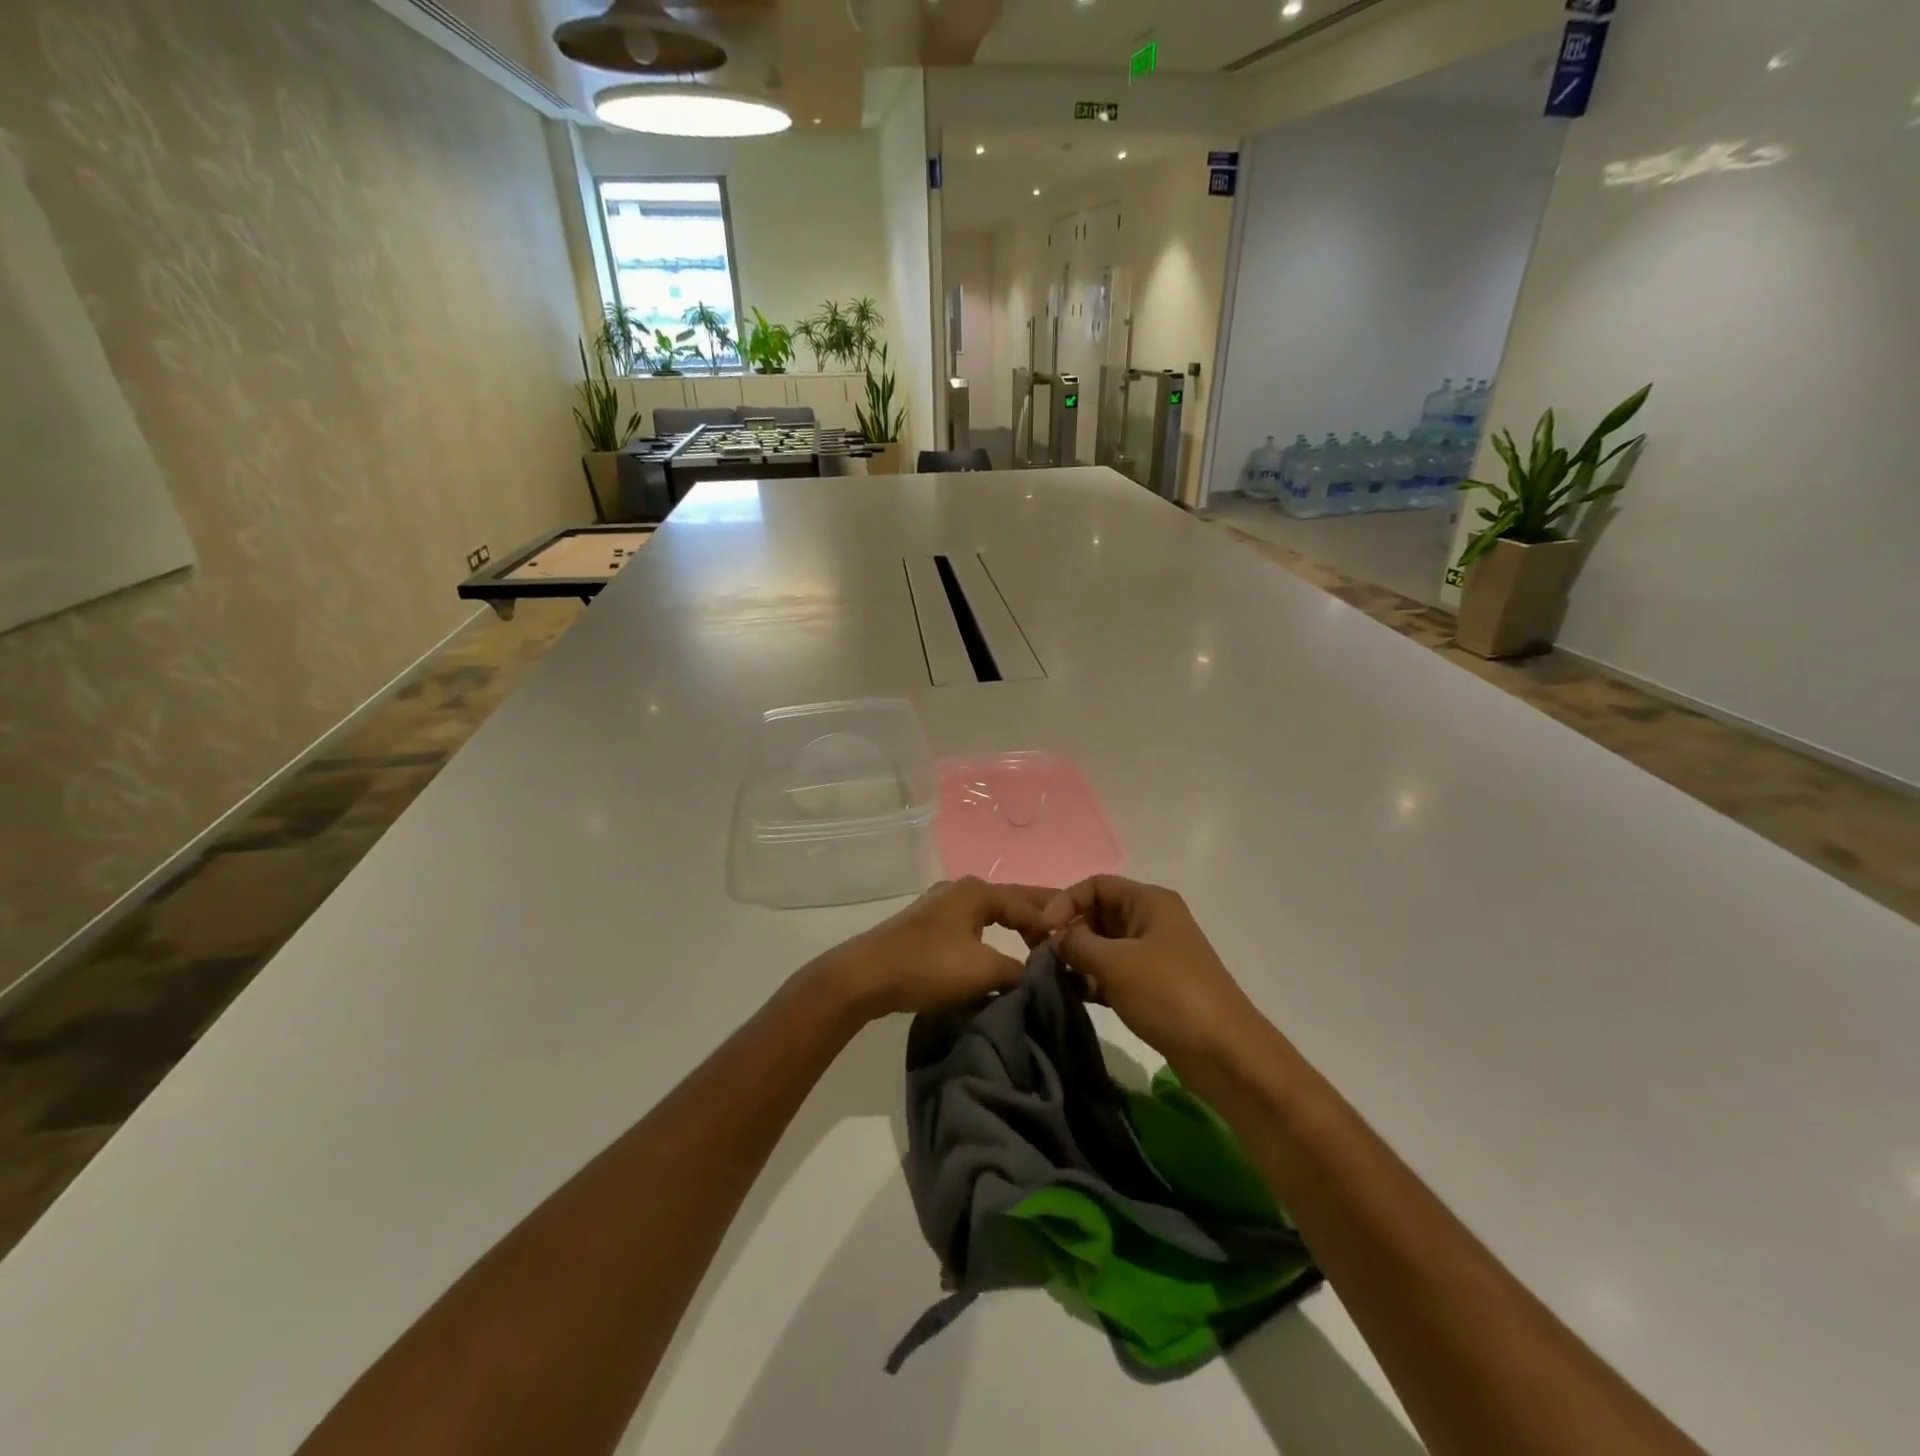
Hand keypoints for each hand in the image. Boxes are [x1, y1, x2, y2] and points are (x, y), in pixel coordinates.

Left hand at [818, 877, 1055, 1019]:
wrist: (867, 976)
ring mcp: (941, 904)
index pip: (1028, 903)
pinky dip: (992, 933)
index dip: (1053, 923)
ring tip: (1038, 941)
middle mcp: (961, 889)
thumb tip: (1036, 972)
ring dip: (1014, 924)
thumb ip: (1017, 969)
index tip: (1075, 943)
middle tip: (1069, 928)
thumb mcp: (983, 970)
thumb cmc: (929, 967)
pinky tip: (997, 947)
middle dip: (1038, 914)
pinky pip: (972, 924)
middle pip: (1010, 900)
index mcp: (978, 891)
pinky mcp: (927, 924)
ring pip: (990, 912)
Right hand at [1037, 876, 1261, 1065]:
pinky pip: (1113, 973)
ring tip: (1054, 978)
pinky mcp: (1154, 987)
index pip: (1096, 885)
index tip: (1042, 931)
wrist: (1225, 1054)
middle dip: (1069, 932)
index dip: (1065, 902)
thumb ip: (1077, 944)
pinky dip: (1093, 981)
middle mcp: (1152, 921)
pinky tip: (1074, 996)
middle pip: (1098, 913)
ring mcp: (1154, 955)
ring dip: (1078, 958)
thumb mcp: (1115, 963)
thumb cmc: (1169, 994)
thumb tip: (1055, 939)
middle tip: (1042, 957)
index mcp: (1149, 901)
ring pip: (1104, 946)